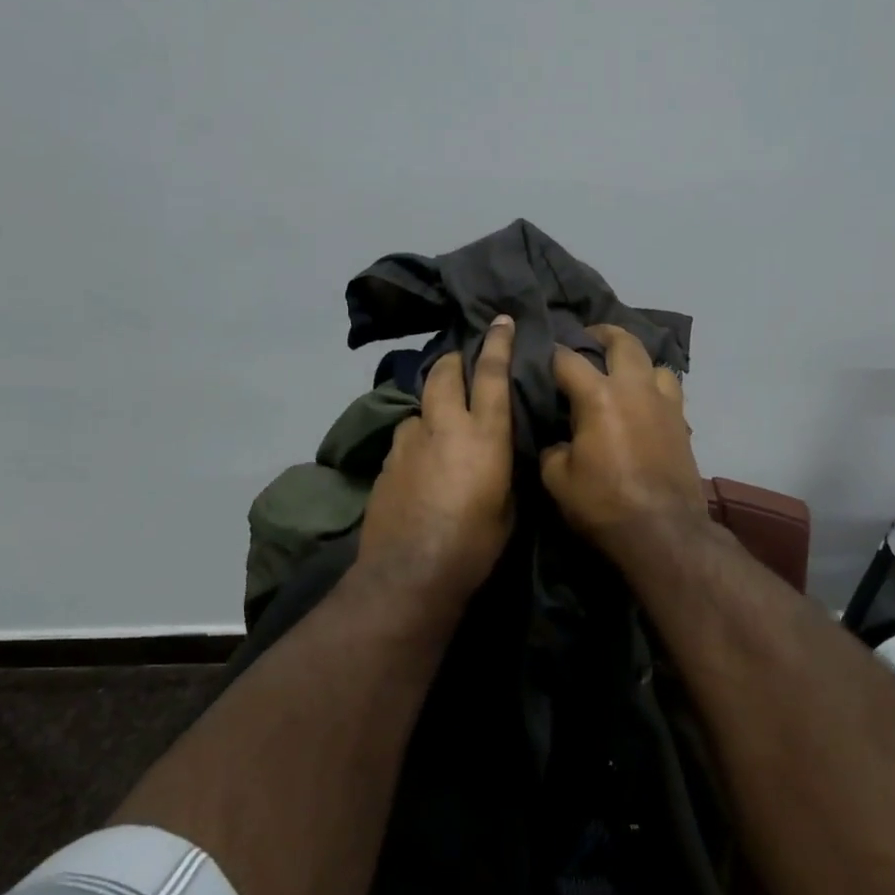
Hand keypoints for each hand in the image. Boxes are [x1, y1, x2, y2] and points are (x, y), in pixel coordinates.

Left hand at [356, 316, 516, 600]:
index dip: (497, 344)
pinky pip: (405, 438)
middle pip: (443, 374)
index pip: (491, 375)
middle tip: (459, 359)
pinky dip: (416, 439)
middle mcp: (443, 427)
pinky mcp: (386, 463)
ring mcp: (409, 443)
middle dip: (452, 361)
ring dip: (430, 406)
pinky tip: (420, 462)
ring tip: (438, 423)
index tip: (500, 321)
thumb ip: (503, 470)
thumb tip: (499, 456)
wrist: (411, 573)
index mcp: (483, 435)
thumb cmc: (474, 545)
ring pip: (419, 408)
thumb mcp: (508, 507)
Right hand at [540, 324, 709, 568]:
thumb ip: (553, 449)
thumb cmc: (604, 503)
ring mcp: (664, 403)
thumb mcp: (557, 479)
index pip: (568, 360)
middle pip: (623, 342)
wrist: (663, 531)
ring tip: (623, 371)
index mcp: (599, 396)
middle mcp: (634, 388)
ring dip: (637, 360)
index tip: (541, 354)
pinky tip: (644, 402)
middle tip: (589, 337)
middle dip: (603, 333)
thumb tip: (559, 441)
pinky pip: (670, 390)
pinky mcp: (682, 423)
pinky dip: (654, 387)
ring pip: (655, 363)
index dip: (551, 353)